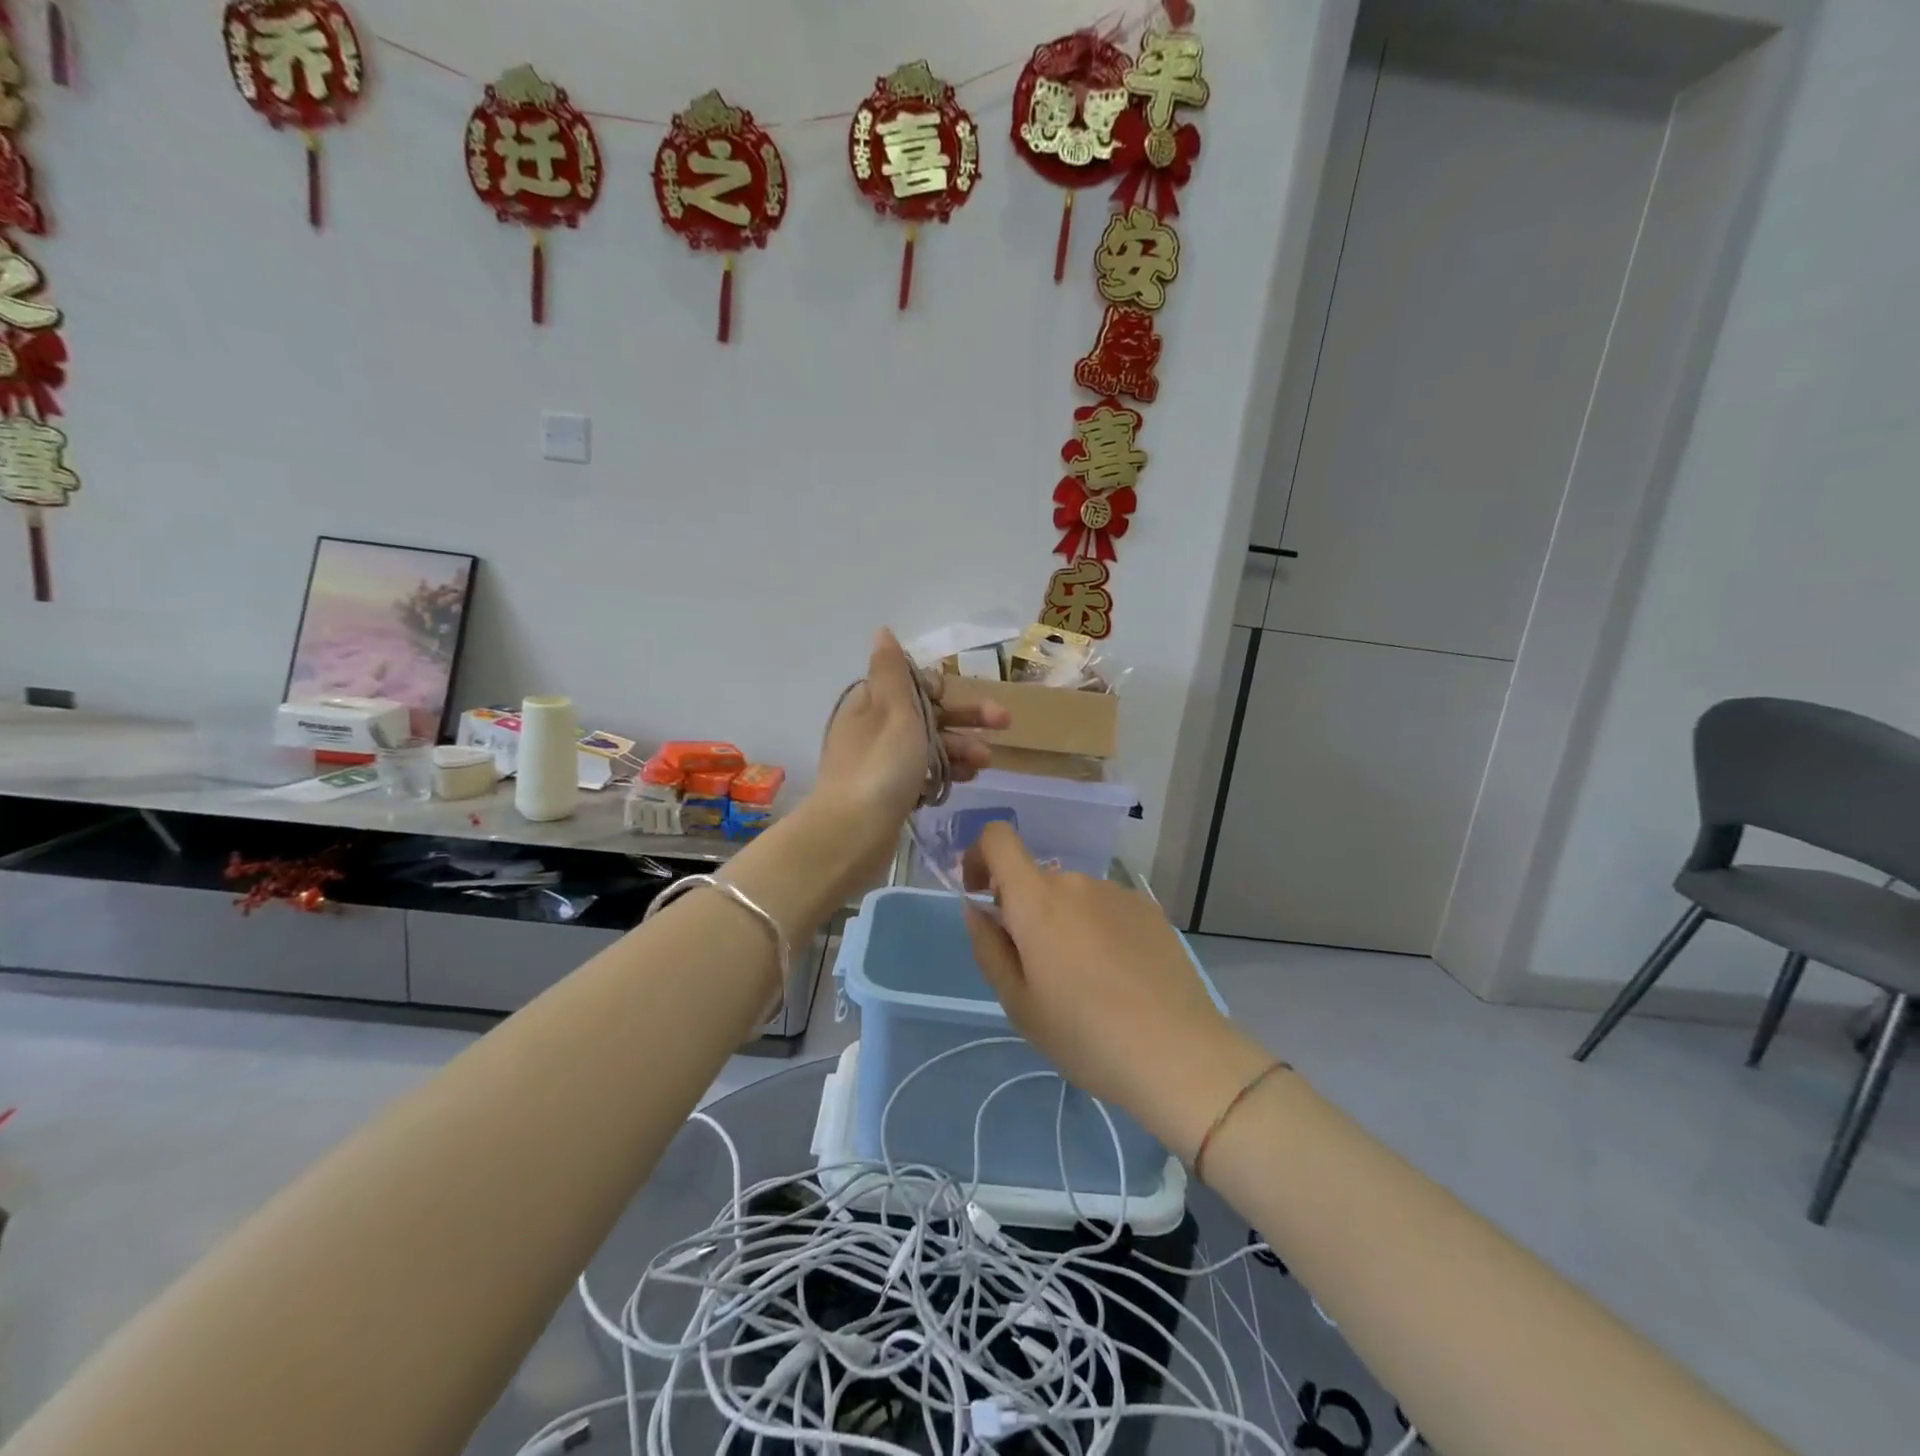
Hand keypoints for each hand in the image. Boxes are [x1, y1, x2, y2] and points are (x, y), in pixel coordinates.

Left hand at [811, 630, 1009, 886]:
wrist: (852, 833)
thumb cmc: (880, 766)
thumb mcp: (892, 710)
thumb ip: (891, 670)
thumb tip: (882, 631)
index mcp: (871, 703)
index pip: (910, 683)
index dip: (940, 687)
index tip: (956, 698)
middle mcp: (873, 729)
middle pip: (926, 714)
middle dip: (964, 718)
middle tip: (1004, 723)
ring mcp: (880, 763)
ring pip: (928, 746)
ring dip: (960, 747)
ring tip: (986, 762)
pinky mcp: (888, 793)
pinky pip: (923, 774)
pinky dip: (945, 772)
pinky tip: (965, 780)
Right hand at [962, 823, 1274, 1160]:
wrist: (1178, 1054)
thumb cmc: (1085, 1035)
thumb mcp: (1018, 1003)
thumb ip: (988, 947)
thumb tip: (977, 909)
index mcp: (1037, 900)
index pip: (998, 839)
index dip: (979, 855)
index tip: (980, 894)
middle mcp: (1076, 882)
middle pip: (1037, 880)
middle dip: (1026, 912)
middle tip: (1039, 970)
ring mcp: (1118, 893)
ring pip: (1073, 897)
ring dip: (1065, 923)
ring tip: (1086, 982)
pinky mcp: (1150, 909)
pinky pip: (1107, 908)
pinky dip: (1099, 929)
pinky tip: (1120, 977)